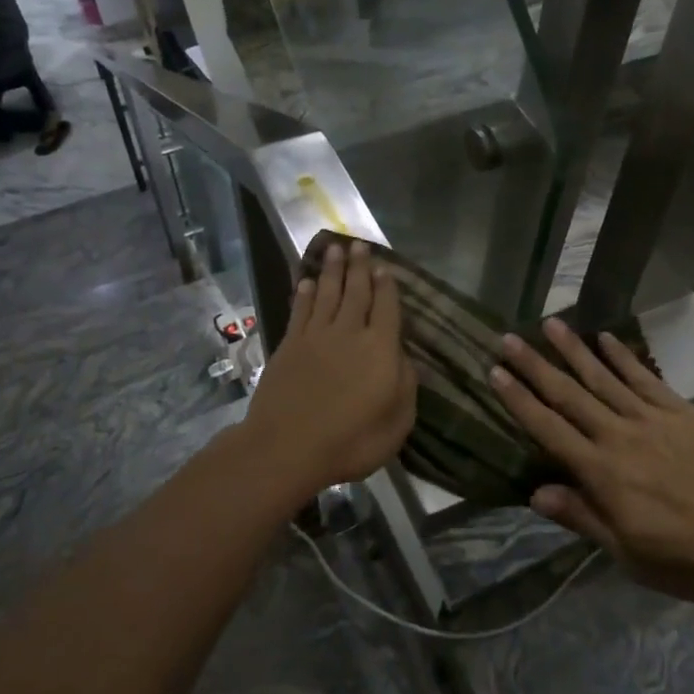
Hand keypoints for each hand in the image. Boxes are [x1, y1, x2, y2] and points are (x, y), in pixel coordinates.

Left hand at [241, 241, 415, 499]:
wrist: (287, 448)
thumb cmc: (350, 441)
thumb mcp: (397, 423)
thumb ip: (406, 386)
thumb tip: (404, 357)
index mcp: (380, 349)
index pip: (387, 308)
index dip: (387, 286)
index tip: (385, 267)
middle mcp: (349, 333)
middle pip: (356, 292)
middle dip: (359, 267)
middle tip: (359, 245)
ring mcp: (316, 337)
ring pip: (328, 294)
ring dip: (332, 271)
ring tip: (335, 249)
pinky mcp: (290, 345)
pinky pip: (300, 311)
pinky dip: (305, 294)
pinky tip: (307, 282)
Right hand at [491, 319, 693, 603]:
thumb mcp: (631, 555)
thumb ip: (583, 518)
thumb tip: (535, 493)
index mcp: (603, 474)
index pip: (549, 429)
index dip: (519, 401)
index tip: (495, 372)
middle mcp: (620, 436)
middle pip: (569, 395)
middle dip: (536, 366)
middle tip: (508, 338)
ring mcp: (652, 419)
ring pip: (603, 377)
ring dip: (574, 349)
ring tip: (550, 323)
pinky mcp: (682, 411)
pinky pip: (644, 378)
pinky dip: (623, 357)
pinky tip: (606, 338)